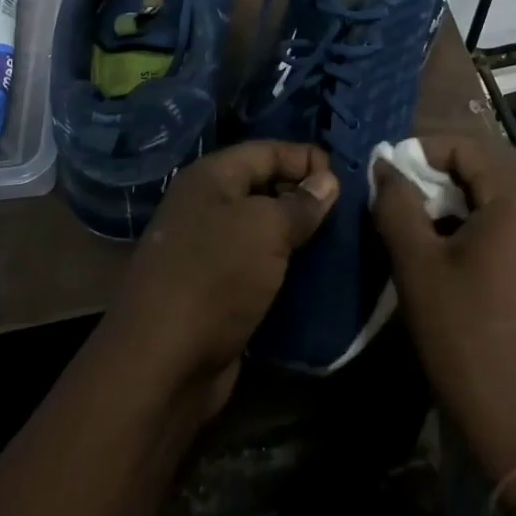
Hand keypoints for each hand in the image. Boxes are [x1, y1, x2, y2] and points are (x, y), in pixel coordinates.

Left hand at [106, 141, 337, 415]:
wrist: (163, 364)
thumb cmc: (215, 277)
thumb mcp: (265, 229)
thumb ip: (300, 203)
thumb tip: (328, 181)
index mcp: (211, 179)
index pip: (267, 150)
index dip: (306, 158)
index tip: (348, 179)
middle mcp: (206, 207)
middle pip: (265, 187)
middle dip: (306, 196)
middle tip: (351, 211)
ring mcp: (209, 251)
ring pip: (264, 230)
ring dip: (300, 235)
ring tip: (343, 241)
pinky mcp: (217, 290)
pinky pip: (260, 266)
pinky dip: (287, 268)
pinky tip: (319, 274)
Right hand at [373, 134, 515, 482]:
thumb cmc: (468, 337)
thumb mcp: (418, 266)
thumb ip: (397, 205)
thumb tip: (385, 166)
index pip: (465, 144)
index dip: (420, 152)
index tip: (386, 176)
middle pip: (488, 163)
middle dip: (440, 172)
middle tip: (402, 199)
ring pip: (504, 192)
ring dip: (462, 196)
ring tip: (422, 224)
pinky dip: (485, 219)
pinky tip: (457, 250)